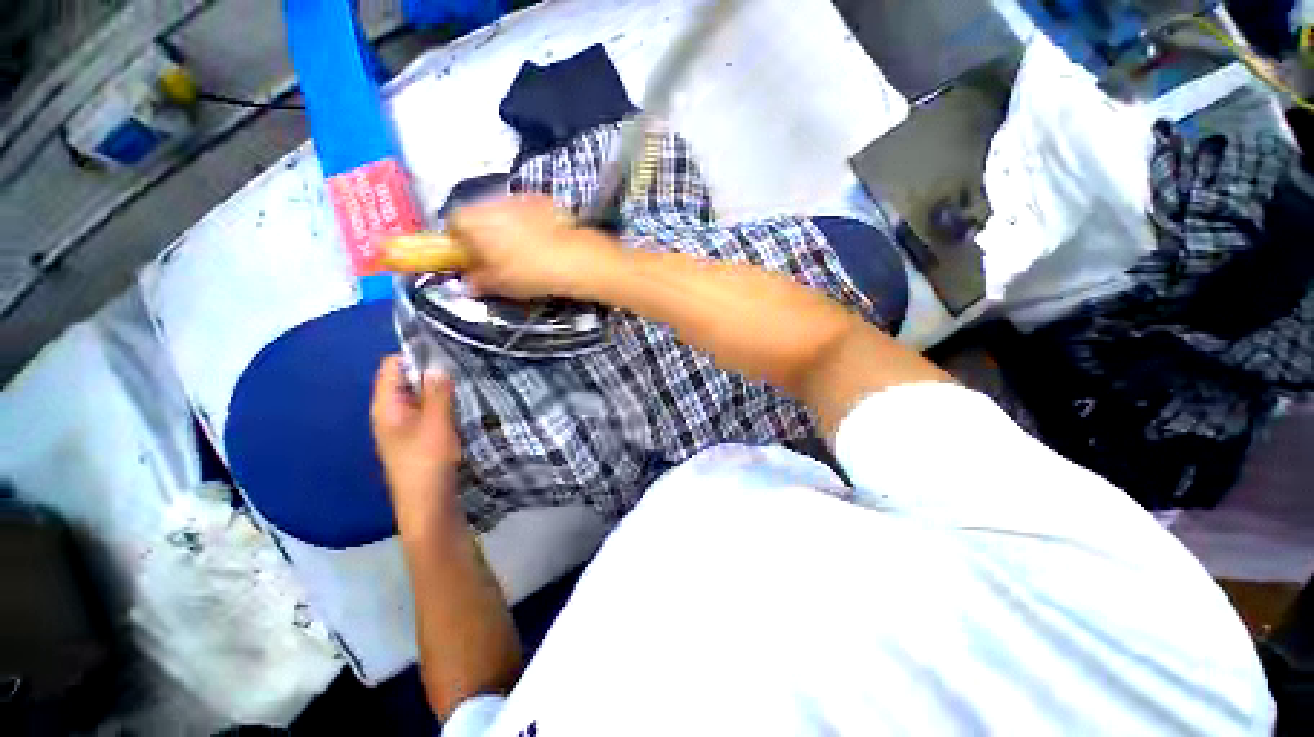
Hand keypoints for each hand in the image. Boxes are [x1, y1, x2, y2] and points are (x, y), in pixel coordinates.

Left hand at [370, 356, 463, 534]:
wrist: (428, 507)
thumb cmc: (427, 463)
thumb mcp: (436, 423)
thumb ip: (437, 392)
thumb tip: (438, 364)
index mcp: (385, 406)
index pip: (392, 366)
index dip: (415, 355)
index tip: (446, 351)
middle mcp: (390, 413)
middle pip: (406, 380)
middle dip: (431, 371)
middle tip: (461, 366)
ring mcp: (403, 427)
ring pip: (419, 396)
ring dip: (438, 389)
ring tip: (465, 382)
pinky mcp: (417, 438)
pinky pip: (427, 411)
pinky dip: (441, 404)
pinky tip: (461, 405)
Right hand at [447, 194, 620, 300]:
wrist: (572, 258)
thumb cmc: (527, 272)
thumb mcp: (499, 284)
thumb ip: (478, 281)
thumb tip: (469, 283)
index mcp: (472, 221)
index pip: (452, 224)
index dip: (459, 241)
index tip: (470, 257)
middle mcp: (490, 201)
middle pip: (478, 215)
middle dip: (483, 233)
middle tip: (497, 257)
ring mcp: (517, 197)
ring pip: (503, 211)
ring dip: (506, 226)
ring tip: (523, 250)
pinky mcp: (542, 199)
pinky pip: (527, 210)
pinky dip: (529, 222)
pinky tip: (543, 240)